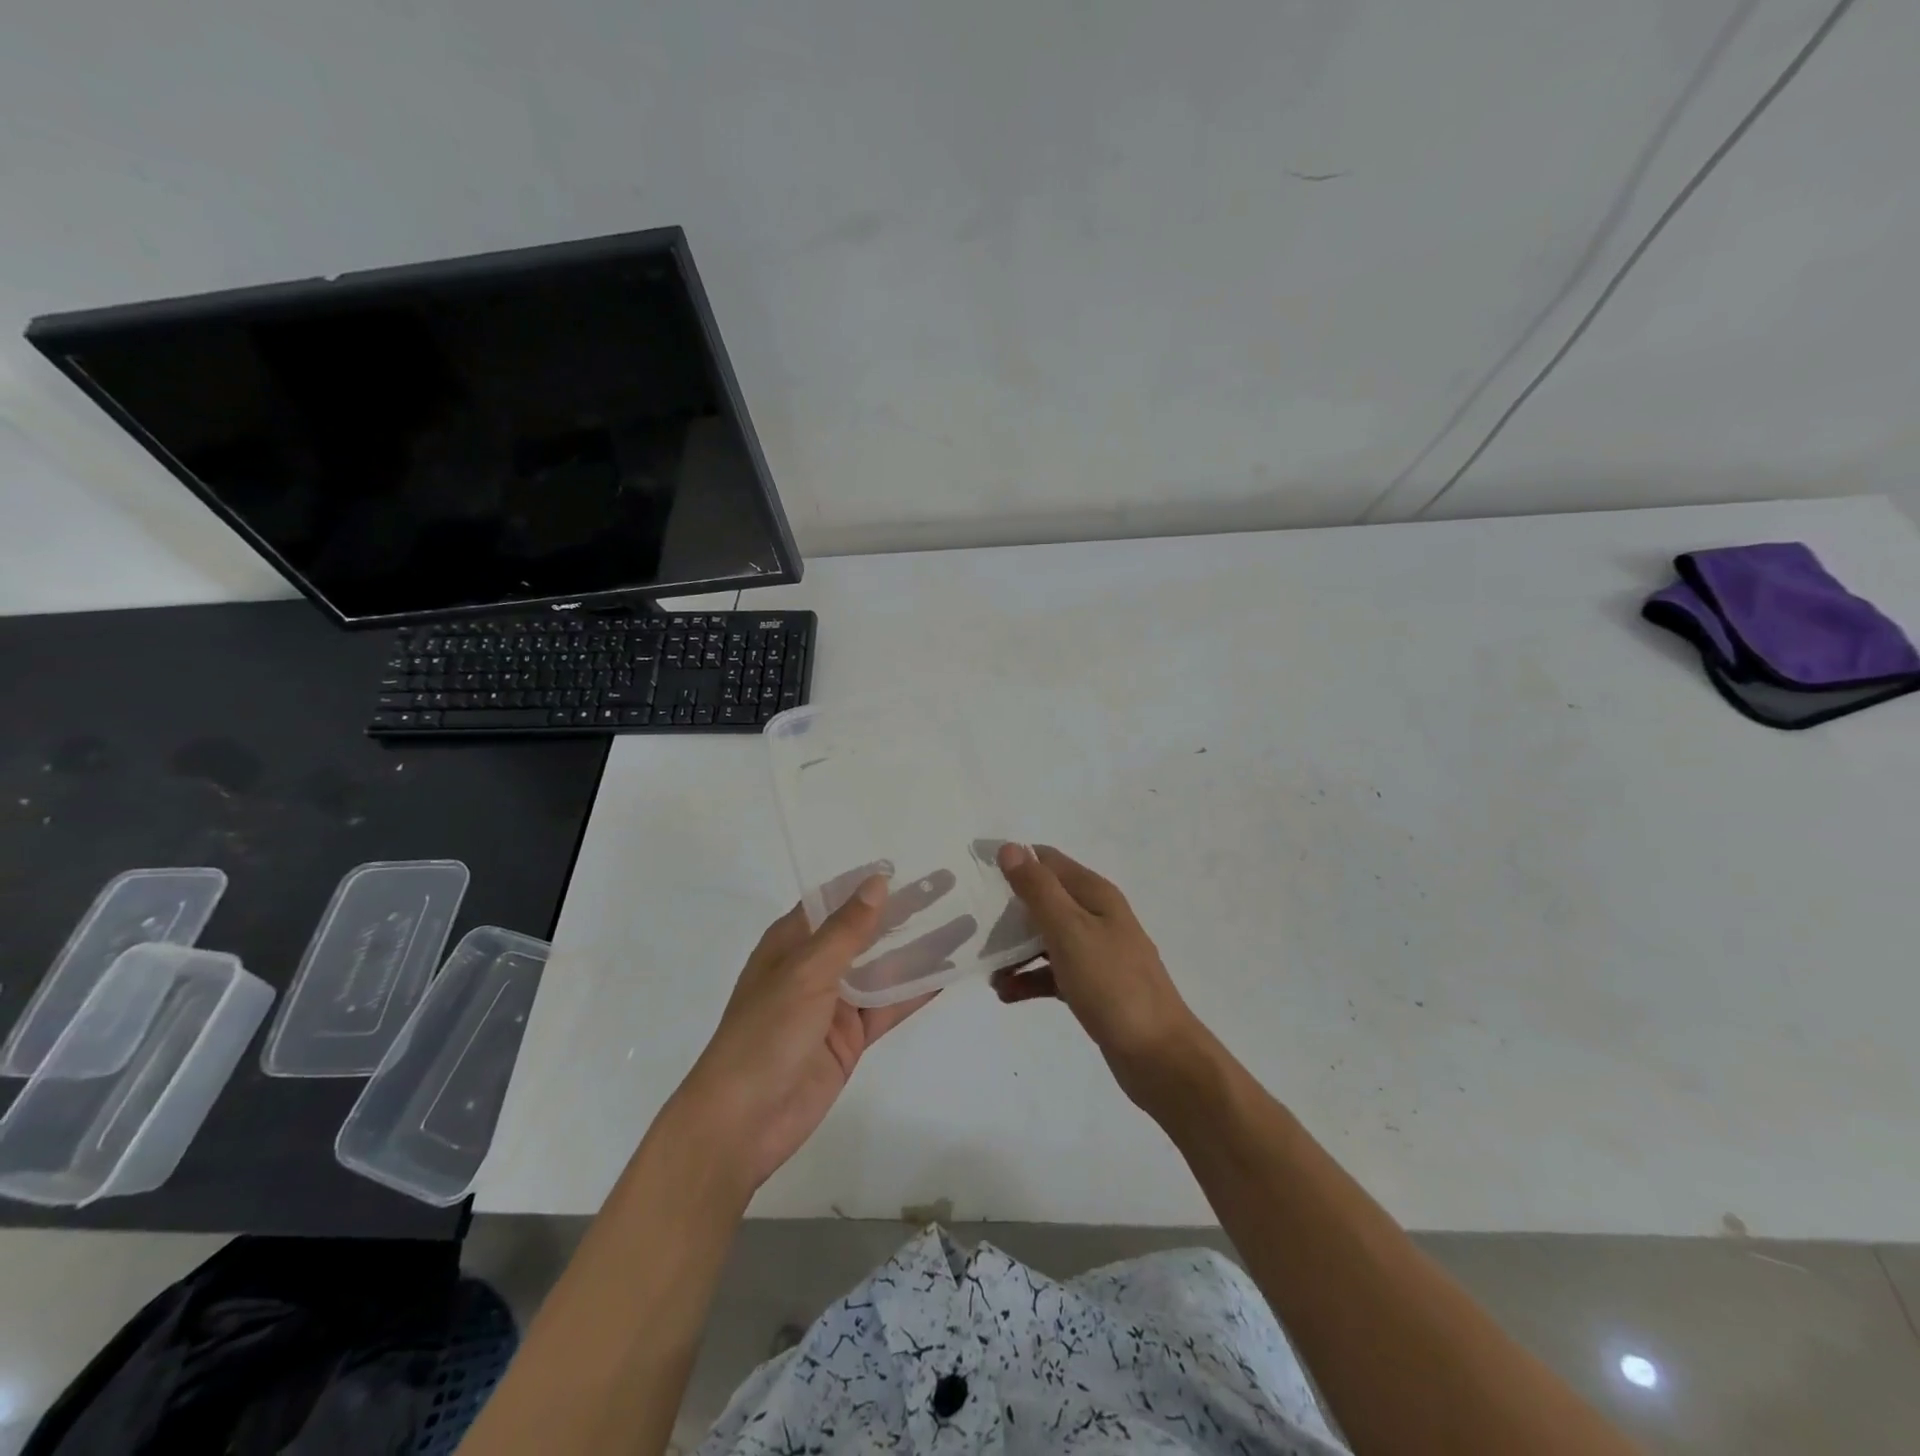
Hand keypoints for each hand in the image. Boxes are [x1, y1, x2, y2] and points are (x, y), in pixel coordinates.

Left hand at [673, 871, 956, 1190]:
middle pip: (866, 929)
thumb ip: (846, 930)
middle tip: (947, 884)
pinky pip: (889, 1005)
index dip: (869, 882)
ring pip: (885, 966)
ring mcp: (835, 1003)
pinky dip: (917, 990)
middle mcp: (815, 966)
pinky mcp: (851, 1037)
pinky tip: (949, 972)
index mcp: (792, 942)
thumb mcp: (806, 972)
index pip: (835, 899)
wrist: (744, 1122)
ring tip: (963, 923)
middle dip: (904, 909)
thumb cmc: (765, 1033)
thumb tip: (878, 881)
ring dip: (919, 947)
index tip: (910, 862)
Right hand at [992, 843, 1210, 1104]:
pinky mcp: (1092, 985)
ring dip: (1015, 948)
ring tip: (986, 968)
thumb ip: (1038, 890)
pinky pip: (1052, 972)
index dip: (1014, 861)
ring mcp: (1096, 952)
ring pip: (1045, 938)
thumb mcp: (1070, 931)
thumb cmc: (1112, 985)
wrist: (1158, 1055)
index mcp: (1095, 895)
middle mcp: (1096, 916)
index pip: (1048, 861)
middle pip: (1044, 899)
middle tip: (972, 925)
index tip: (976, 875)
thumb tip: (1010, 848)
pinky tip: (1006, 994)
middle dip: (1008, 910)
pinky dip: (1029, 978)